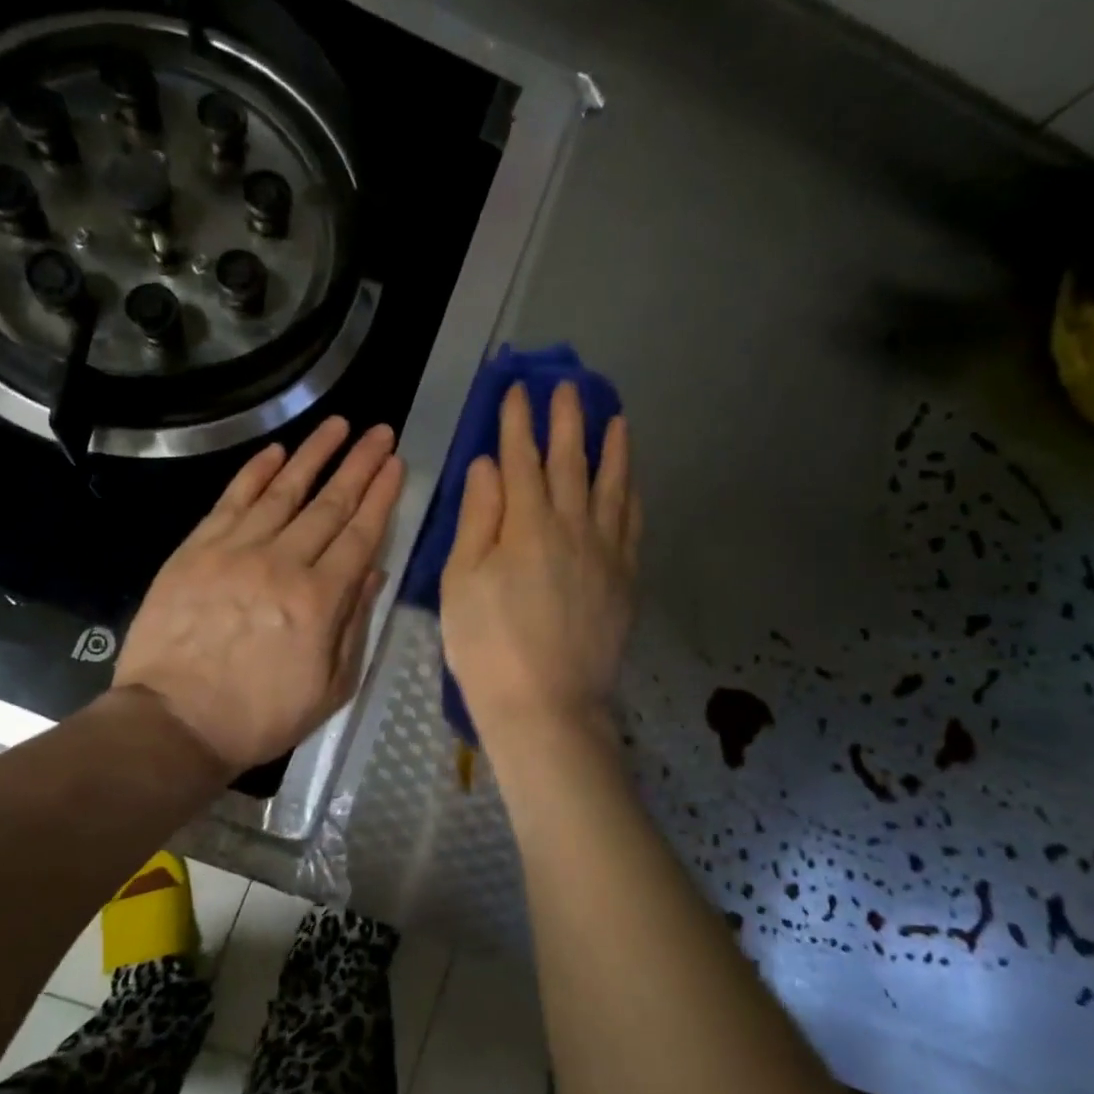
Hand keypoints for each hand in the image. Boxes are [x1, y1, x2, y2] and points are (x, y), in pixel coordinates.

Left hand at [112, 417, 403, 775]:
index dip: (381, 496)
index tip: (396, 463)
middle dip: (359, 465)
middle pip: (329, 504)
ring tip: (338, 425)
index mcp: (320, 600)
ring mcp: (235, 551)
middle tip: (381, 432)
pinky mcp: (196, 550)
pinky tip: (277, 452)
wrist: (174, 723)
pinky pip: (232, 501)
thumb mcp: (330, 687)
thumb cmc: (260, 716)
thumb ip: (354, 625)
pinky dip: (256, 473)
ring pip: (283, 491)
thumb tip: (373, 572)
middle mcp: (282, 563)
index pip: (360, 534)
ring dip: (314, 455)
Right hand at [441, 381, 641, 741]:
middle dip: (566, 420)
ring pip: (612, 487)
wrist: (547, 707)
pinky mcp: (625, 580)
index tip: (516, 390)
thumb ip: (477, 518)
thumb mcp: (461, 582)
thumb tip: (487, 465)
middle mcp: (572, 527)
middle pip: (571, 462)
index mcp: (526, 525)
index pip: (520, 460)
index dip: (517, 423)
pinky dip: (631, 496)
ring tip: (615, 417)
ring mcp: (606, 553)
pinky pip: (633, 525)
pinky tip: (630, 483)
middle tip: (567, 386)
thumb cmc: (488, 647)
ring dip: (612, 448)